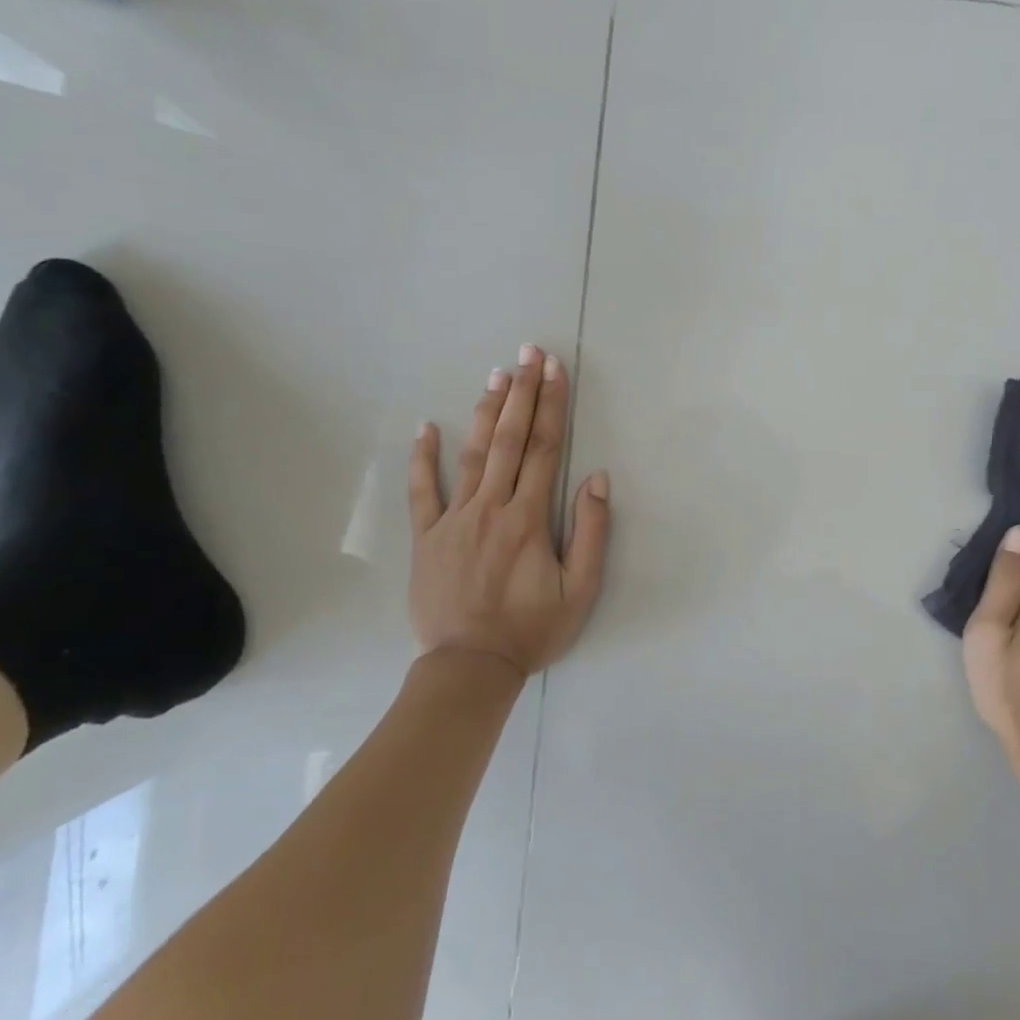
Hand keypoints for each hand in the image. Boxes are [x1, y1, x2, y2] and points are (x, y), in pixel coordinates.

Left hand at [408, 345, 611, 676]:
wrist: (470, 667)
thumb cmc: (532, 630)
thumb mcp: (581, 589)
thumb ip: (591, 532)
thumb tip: (597, 478)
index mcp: (529, 518)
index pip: (544, 448)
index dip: (552, 405)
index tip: (555, 369)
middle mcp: (491, 507)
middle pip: (509, 439)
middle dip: (522, 393)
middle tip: (528, 352)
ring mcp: (454, 519)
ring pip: (471, 455)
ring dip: (485, 412)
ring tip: (496, 375)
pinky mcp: (426, 537)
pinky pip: (421, 491)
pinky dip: (422, 458)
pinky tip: (426, 427)